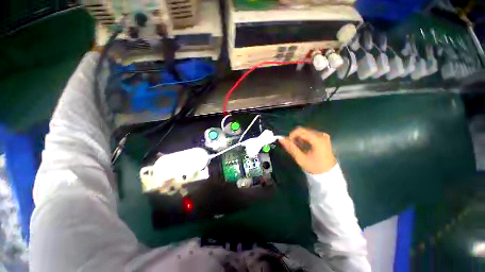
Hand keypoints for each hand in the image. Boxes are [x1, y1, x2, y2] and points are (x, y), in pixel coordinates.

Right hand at [279, 127, 336, 174]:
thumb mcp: (300, 158)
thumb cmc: (314, 167)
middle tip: (293, 147)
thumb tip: (280, 139)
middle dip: (295, 137)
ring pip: (305, 132)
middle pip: (302, 130)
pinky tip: (304, 146)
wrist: (328, 173)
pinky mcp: (323, 137)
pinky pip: (310, 134)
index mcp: (317, 140)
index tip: (289, 144)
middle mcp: (321, 135)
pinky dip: (304, 139)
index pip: (299, 131)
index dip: (291, 136)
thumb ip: (290, 147)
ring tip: (299, 148)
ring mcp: (323, 135)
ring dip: (299, 138)